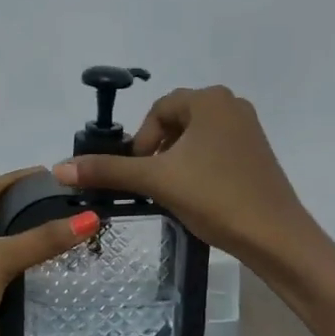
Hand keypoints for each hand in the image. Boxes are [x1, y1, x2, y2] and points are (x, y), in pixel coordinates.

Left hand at [0, 167, 97, 335]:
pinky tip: (55, 253)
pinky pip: (3, 266)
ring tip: (70, 220)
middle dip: (27, 208)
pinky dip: (25, 259)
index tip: (55, 173)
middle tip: (71, 198)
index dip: (19, 180)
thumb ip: (43, 238)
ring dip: (28, 235)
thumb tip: (93, 219)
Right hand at [52, 86, 314, 273]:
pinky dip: (200, 167)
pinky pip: (216, 150)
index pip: (158, 110)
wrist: (275, 236)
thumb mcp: (157, 182)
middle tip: (154, 184)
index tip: (139, 173)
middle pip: (177, 121)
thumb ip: (108, 171)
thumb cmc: (215, 198)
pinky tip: (199, 195)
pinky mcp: (258, 153)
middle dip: (158, 151)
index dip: (141, 141)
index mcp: (210, 99)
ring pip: (196, 138)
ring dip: (177, 161)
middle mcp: (232, 104)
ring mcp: (249, 129)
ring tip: (175, 192)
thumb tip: (59, 170)